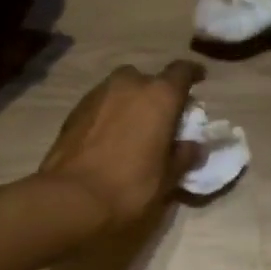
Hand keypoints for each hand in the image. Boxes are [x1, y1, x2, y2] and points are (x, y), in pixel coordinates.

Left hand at [37, 61, 203, 231]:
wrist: (72, 198)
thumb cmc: (131, 187)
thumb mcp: (167, 178)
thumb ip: (184, 156)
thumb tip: (194, 146)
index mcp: (159, 96)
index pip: (181, 71)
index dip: (192, 73)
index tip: (198, 78)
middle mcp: (129, 84)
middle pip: (148, 79)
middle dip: (155, 93)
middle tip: (160, 116)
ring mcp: (98, 94)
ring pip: (121, 88)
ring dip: (130, 101)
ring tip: (133, 126)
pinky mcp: (75, 109)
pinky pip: (101, 103)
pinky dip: (109, 112)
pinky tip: (109, 136)